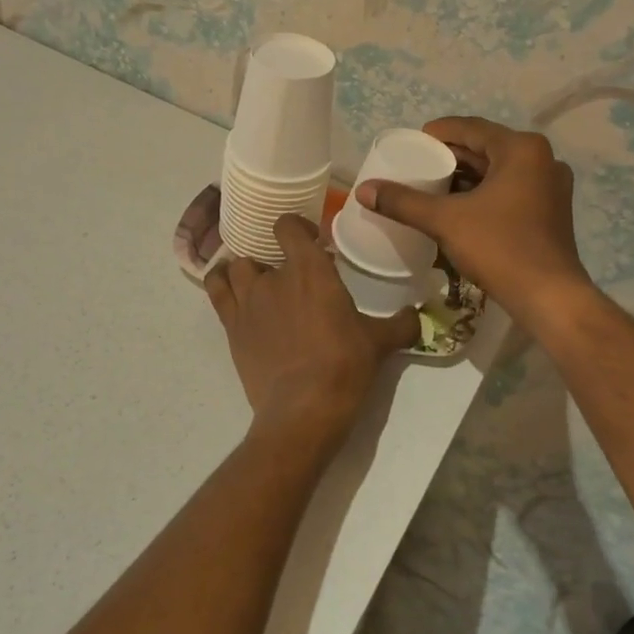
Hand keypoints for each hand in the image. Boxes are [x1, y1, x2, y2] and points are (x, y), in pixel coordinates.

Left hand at [205, 214, 418, 439]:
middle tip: (293, 279)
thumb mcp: (380, 342)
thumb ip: (401, 324)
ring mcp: (247, 301)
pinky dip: (220, 284)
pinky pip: (216, 291)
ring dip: (248, 271)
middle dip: (276, 260)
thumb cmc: (345, 365)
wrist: (304, 407)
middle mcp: (273, 277)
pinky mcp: (231, 327)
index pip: (288, 226)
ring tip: (261, 286)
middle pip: (263, 251)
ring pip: (236, 268)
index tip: (311, 240)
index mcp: (310, 270)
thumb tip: (417, 316)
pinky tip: (230, 290)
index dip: (296, 227)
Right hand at [355, 117, 590, 324]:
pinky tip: (459, 207)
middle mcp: (541, 159)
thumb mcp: (445, 221)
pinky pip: (510, 189)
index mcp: (521, 149)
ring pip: (498, 170)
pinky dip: (484, 193)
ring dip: (467, 176)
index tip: (411, 144)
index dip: (438, 133)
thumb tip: (364, 189)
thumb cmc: (499, 248)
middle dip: (451, 157)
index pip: (470, 128)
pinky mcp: (550, 210)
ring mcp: (550, 185)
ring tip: (432, 186)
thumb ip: (404, 202)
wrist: (548, 297)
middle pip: (486, 148)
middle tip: (417, 166)